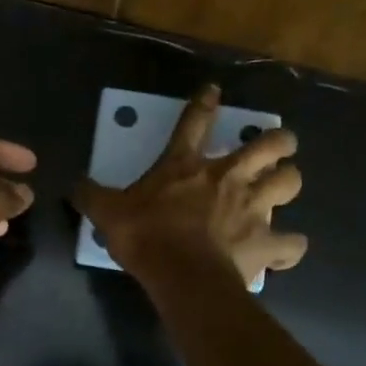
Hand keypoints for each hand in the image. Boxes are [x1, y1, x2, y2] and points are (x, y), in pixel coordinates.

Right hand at [73, 84, 306, 287]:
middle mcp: (228, 178)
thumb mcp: (108, 213)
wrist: (181, 275)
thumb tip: (73, 185)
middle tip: (280, 144)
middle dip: (280, 140)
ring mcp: (253, 209)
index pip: (195, 122)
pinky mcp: (266, 243)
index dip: (203, 103)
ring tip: (283, 186)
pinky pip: (292, 244)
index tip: (214, 90)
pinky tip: (285, 249)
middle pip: (269, 145)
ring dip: (290, 181)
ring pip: (291, 182)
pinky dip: (290, 246)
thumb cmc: (146, 237)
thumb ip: (91, 196)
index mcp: (187, 166)